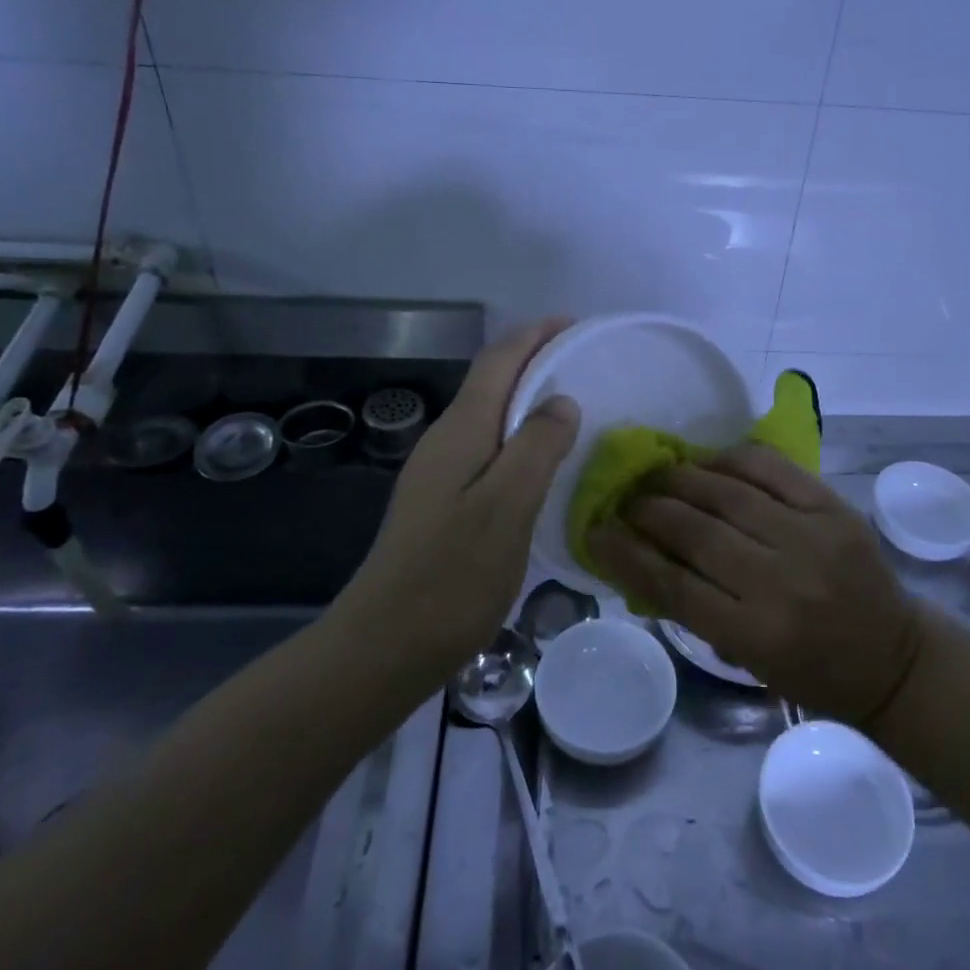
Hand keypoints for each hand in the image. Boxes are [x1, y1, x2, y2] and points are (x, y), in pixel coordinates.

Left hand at [347, 318, 579, 677]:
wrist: (384, 644)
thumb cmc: (452, 574)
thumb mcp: (507, 506)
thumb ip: (537, 446)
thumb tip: (561, 399)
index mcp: (462, 430)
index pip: (499, 360)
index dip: (535, 335)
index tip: (575, 324)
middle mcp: (446, 440)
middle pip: (492, 381)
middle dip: (534, 359)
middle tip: (584, 362)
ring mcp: (439, 472)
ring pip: (490, 415)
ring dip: (527, 397)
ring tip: (573, 404)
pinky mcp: (442, 501)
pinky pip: (488, 447)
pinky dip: (519, 435)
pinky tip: (541, 461)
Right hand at [590, 445, 922, 725]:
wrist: (893, 657)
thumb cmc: (812, 672)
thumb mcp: (746, 660)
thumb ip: (694, 609)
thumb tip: (640, 556)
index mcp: (755, 634)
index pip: (672, 584)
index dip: (625, 553)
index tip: (596, 531)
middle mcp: (781, 582)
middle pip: (695, 531)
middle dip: (649, 509)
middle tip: (628, 499)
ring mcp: (811, 537)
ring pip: (727, 492)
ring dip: (682, 479)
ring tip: (658, 475)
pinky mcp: (833, 507)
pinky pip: (770, 468)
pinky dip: (731, 458)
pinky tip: (708, 460)